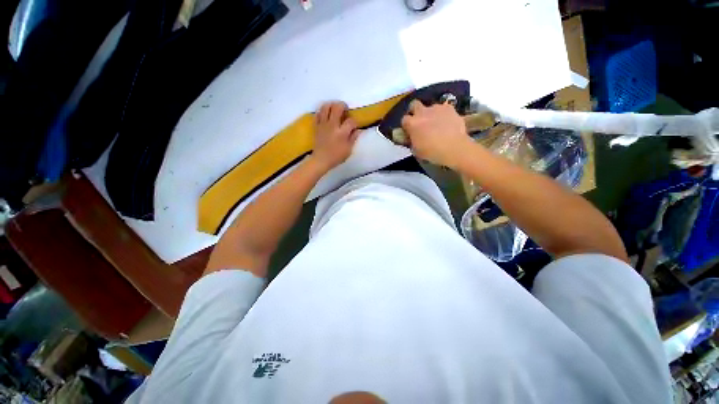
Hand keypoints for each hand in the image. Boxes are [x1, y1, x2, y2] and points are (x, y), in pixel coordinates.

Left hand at [311, 101, 359, 170]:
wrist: (321, 160)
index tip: (354, 126)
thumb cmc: (336, 157)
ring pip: (326, 107)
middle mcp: (332, 125)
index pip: (350, 121)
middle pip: (337, 107)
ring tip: (335, 109)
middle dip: (343, 106)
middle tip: (345, 110)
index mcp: (342, 133)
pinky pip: (317, 114)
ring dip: (332, 105)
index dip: (354, 122)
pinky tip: (326, 115)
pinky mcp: (316, 126)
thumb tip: (358, 130)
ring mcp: (323, 125)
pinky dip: (322, 111)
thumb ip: (353, 138)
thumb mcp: (348, 150)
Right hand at [401, 100, 470, 167]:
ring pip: (430, 107)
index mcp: (412, 124)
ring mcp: (436, 108)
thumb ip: (412, 142)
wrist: (453, 148)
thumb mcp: (416, 151)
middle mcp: (422, 112)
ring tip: (436, 123)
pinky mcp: (449, 108)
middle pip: (414, 104)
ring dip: (431, 113)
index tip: (409, 131)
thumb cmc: (432, 152)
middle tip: (419, 121)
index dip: (406, 125)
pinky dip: (443, 114)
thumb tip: (412, 138)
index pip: (404, 120)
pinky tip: (447, 122)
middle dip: (415, 111)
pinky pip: (443, 108)